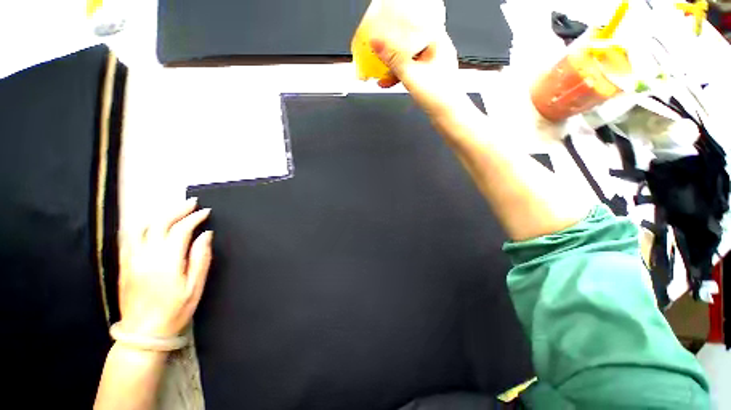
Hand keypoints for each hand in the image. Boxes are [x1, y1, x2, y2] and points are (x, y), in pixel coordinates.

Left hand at [118, 198, 212, 337]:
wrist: (143, 332)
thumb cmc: (175, 310)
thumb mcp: (195, 286)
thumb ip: (201, 258)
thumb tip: (206, 235)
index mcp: (167, 261)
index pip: (181, 230)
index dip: (195, 218)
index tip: (206, 212)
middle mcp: (147, 255)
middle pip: (160, 223)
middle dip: (178, 210)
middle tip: (192, 203)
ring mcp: (132, 259)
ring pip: (142, 227)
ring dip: (159, 214)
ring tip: (174, 210)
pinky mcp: (124, 264)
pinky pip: (129, 238)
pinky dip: (142, 225)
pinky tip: (150, 223)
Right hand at [366, 0, 460, 118]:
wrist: (448, 116)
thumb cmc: (439, 96)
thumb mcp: (411, 75)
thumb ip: (393, 59)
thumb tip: (377, 43)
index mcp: (438, 41)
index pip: (416, 23)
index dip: (399, 25)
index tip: (385, 29)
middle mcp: (436, 50)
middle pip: (410, 43)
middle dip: (392, 50)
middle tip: (380, 53)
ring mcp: (433, 65)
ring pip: (409, 59)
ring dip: (394, 67)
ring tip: (381, 74)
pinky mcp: (429, 78)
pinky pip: (411, 71)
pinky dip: (400, 76)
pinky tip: (389, 82)